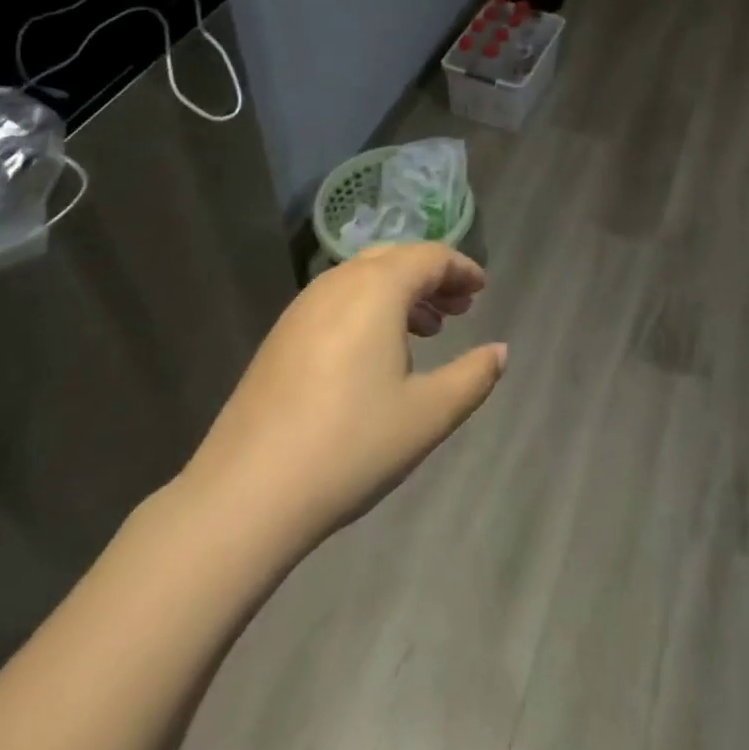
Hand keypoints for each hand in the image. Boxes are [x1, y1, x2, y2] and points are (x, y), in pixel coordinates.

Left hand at [178, 243, 506, 551]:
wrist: (248, 492)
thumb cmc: (351, 445)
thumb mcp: (429, 414)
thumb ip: (473, 376)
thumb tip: (500, 351)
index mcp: (376, 289)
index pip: (429, 257)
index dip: (461, 268)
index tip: (482, 289)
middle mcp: (337, 283)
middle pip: (395, 259)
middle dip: (432, 277)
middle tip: (461, 307)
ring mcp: (303, 307)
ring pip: (363, 278)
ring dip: (401, 293)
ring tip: (428, 329)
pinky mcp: (281, 335)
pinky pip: (338, 300)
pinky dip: (370, 308)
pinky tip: (378, 352)